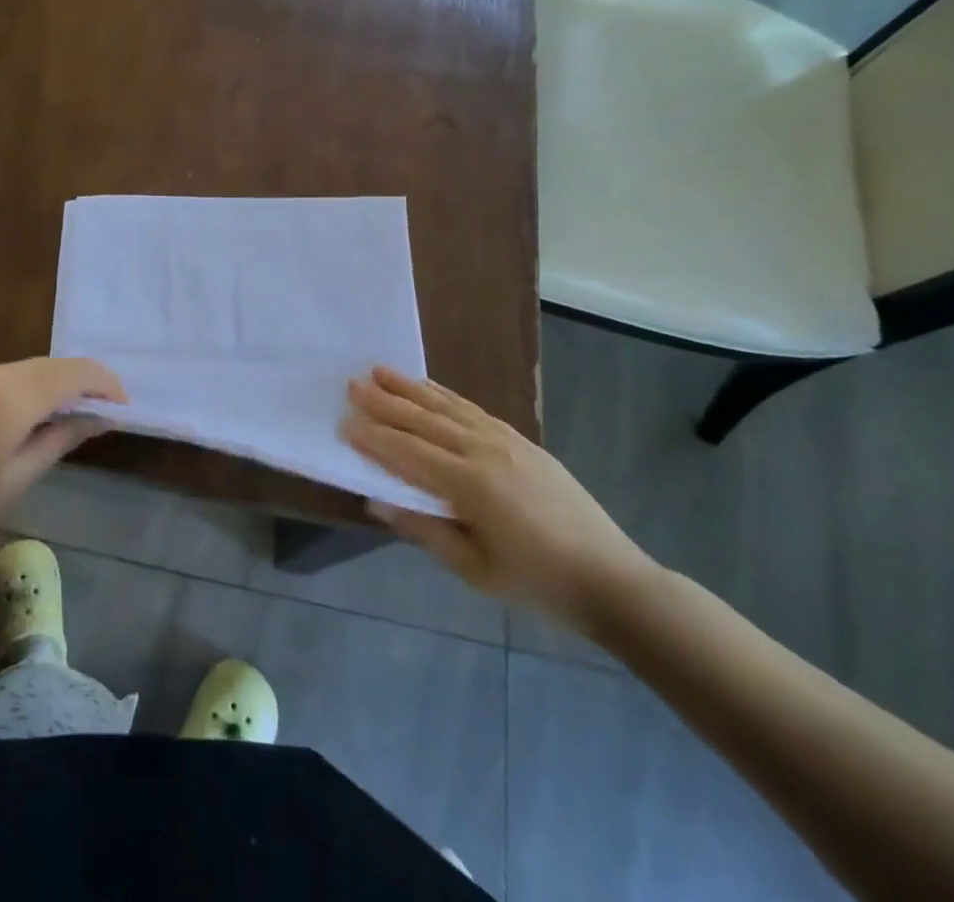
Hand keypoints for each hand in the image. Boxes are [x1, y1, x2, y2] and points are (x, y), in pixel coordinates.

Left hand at [0, 358, 125, 554]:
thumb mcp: (16, 477)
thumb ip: (61, 439)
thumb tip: (98, 418)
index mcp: (14, 394)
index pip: (76, 373)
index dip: (106, 386)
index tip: (124, 411)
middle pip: (56, 365)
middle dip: (87, 383)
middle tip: (106, 415)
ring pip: (34, 368)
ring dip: (61, 385)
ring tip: (76, 417)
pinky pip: (13, 376)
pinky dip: (36, 388)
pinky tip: (38, 416)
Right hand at [342, 367, 656, 631]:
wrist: (609, 578)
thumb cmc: (537, 583)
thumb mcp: (475, 570)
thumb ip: (424, 531)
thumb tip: (377, 501)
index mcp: (471, 485)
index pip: (409, 453)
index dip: (375, 438)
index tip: (343, 423)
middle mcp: (484, 451)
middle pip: (424, 420)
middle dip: (386, 402)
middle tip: (352, 383)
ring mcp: (505, 441)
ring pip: (447, 407)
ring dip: (411, 388)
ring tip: (380, 371)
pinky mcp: (520, 440)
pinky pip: (473, 409)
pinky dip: (445, 395)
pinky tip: (429, 388)